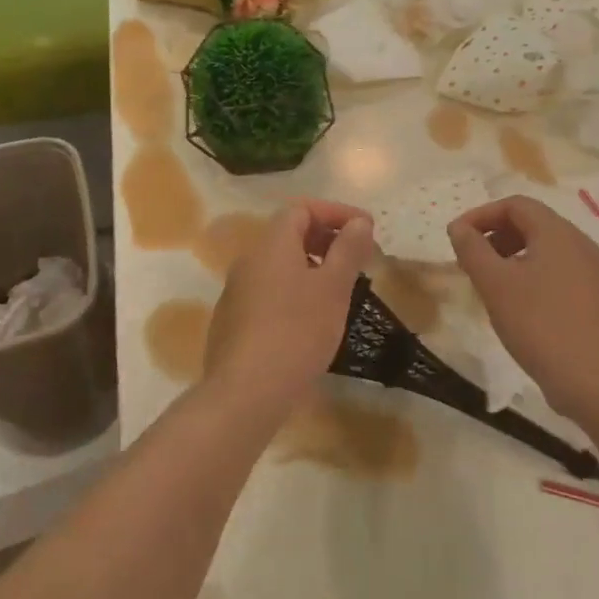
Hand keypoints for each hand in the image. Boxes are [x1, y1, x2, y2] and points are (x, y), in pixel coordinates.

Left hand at [205, 200, 376, 409]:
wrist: (246, 390)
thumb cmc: (297, 331)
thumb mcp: (333, 288)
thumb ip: (348, 250)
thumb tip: (360, 222)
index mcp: (271, 244)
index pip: (301, 208)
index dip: (336, 213)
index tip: (366, 230)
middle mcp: (248, 260)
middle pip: (288, 235)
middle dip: (325, 239)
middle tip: (356, 260)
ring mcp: (236, 291)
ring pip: (278, 266)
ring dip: (310, 268)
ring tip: (339, 291)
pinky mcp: (232, 321)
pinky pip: (267, 292)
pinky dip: (293, 292)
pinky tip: (310, 321)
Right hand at [448, 196, 598, 420]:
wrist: (596, 381)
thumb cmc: (540, 324)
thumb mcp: (495, 284)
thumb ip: (472, 250)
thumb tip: (459, 227)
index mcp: (558, 233)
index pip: (516, 204)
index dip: (481, 214)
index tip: (457, 238)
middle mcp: (581, 244)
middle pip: (532, 224)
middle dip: (496, 235)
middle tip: (471, 260)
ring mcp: (594, 272)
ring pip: (545, 249)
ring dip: (512, 256)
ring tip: (490, 284)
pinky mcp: (597, 298)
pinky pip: (559, 272)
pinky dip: (532, 275)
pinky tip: (519, 305)